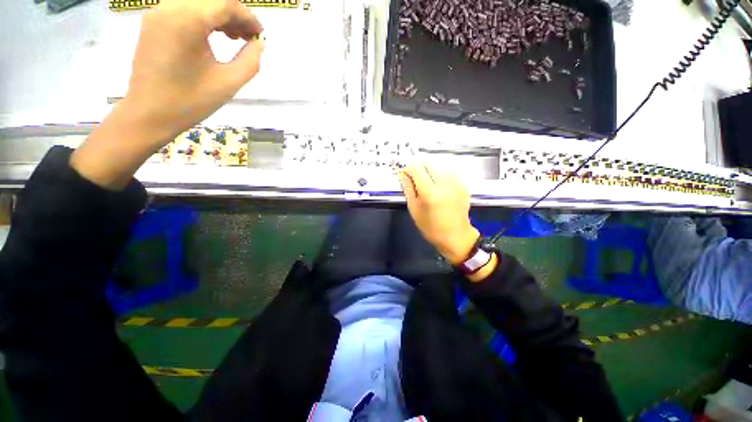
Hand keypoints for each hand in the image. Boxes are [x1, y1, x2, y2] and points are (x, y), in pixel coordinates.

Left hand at [71, 0, 263, 189]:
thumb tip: (258, 44)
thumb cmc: (190, 101)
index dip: (248, 17)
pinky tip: (212, 35)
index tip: (260, 35)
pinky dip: (203, 17)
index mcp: (188, 20)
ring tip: (233, 37)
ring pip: (198, 1)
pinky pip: (184, 8)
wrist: (148, 113)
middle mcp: (170, 7)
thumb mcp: (229, 83)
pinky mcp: (153, 22)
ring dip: (219, 15)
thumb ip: (250, 61)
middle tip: (249, 38)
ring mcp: (158, 13)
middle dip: (235, 15)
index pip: (226, 3)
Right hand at [398, 164, 479, 264]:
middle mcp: (444, 183)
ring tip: (425, 183)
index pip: (416, 169)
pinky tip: (437, 186)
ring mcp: (455, 182)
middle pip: (427, 163)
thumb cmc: (431, 227)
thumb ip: (408, 189)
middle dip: (418, 167)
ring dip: (428, 170)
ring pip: (437, 165)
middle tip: (413, 178)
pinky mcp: (462, 184)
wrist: (456, 236)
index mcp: (430, 192)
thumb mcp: (414, 209)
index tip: (403, 174)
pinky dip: (438, 174)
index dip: (407, 168)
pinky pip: (447, 172)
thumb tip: (402, 174)